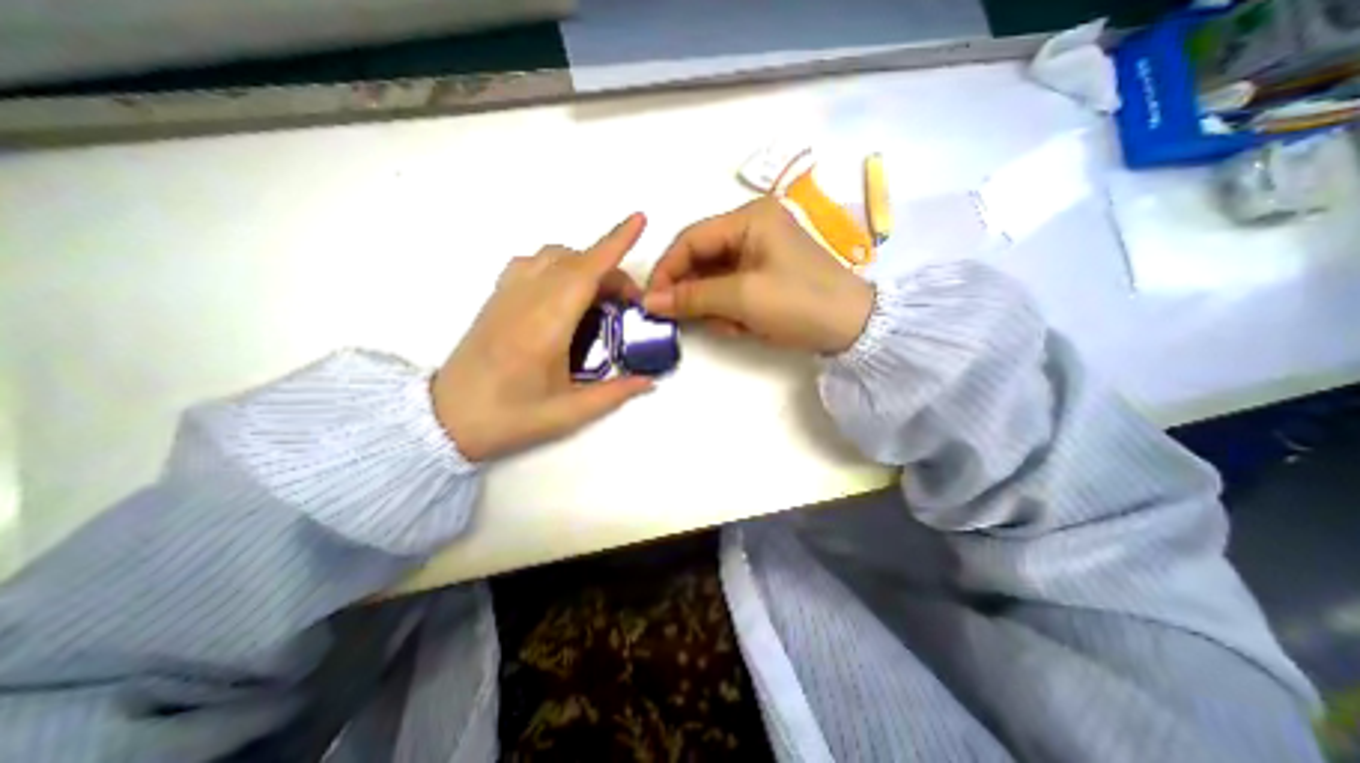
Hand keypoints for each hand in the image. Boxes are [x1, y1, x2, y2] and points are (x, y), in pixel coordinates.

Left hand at [429, 215, 651, 464]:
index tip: (638, 220)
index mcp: (546, 326)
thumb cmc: (508, 418)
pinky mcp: (497, 297)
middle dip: (611, 271)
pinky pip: (532, 263)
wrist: (445, 419)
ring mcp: (507, 294)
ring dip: (584, 264)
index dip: (614, 243)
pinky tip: (565, 293)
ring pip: (553, 256)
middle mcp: (526, 299)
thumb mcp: (569, 414)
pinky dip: (558, 265)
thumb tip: (649, 381)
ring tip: (599, 297)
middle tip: (628, 305)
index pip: (585, 272)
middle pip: (576, 262)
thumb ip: (614, 394)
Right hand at [644, 195, 871, 352]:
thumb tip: (649, 302)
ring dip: (714, 306)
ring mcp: (760, 253)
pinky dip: (730, 311)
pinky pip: (732, 290)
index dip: (667, 270)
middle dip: (694, 293)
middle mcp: (752, 229)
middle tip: (688, 320)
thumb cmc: (799, 303)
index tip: (651, 301)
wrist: (853, 329)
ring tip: (732, 326)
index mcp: (748, 219)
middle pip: (701, 259)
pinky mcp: (765, 276)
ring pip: (714, 279)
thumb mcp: (742, 298)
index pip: (690, 239)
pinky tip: (742, 326)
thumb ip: (692, 297)